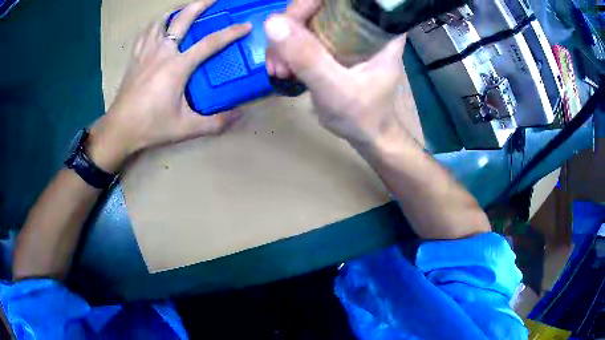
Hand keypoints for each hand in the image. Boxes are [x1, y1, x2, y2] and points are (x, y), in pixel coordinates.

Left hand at [89, 0, 251, 171]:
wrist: (120, 129)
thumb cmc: (151, 126)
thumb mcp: (186, 128)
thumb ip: (214, 123)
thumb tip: (239, 116)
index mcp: (176, 66)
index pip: (209, 43)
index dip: (230, 33)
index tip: (245, 25)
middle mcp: (161, 52)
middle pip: (182, 19)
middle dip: (200, 4)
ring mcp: (145, 52)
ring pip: (160, 20)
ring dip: (175, 11)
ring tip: (185, 9)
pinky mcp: (135, 57)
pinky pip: (145, 32)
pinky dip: (155, 24)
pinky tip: (158, 25)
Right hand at [264, 14, 418, 149]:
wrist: (368, 134)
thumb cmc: (363, 115)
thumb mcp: (335, 89)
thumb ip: (307, 57)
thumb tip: (272, 22)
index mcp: (379, 29)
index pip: (341, 1)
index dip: (309, 4)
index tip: (287, 25)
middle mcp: (364, 24)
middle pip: (319, 7)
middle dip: (291, 27)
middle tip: (278, 58)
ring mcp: (348, 33)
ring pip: (308, 21)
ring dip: (285, 42)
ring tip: (279, 70)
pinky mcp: (336, 44)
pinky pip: (306, 35)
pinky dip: (290, 50)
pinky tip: (283, 69)